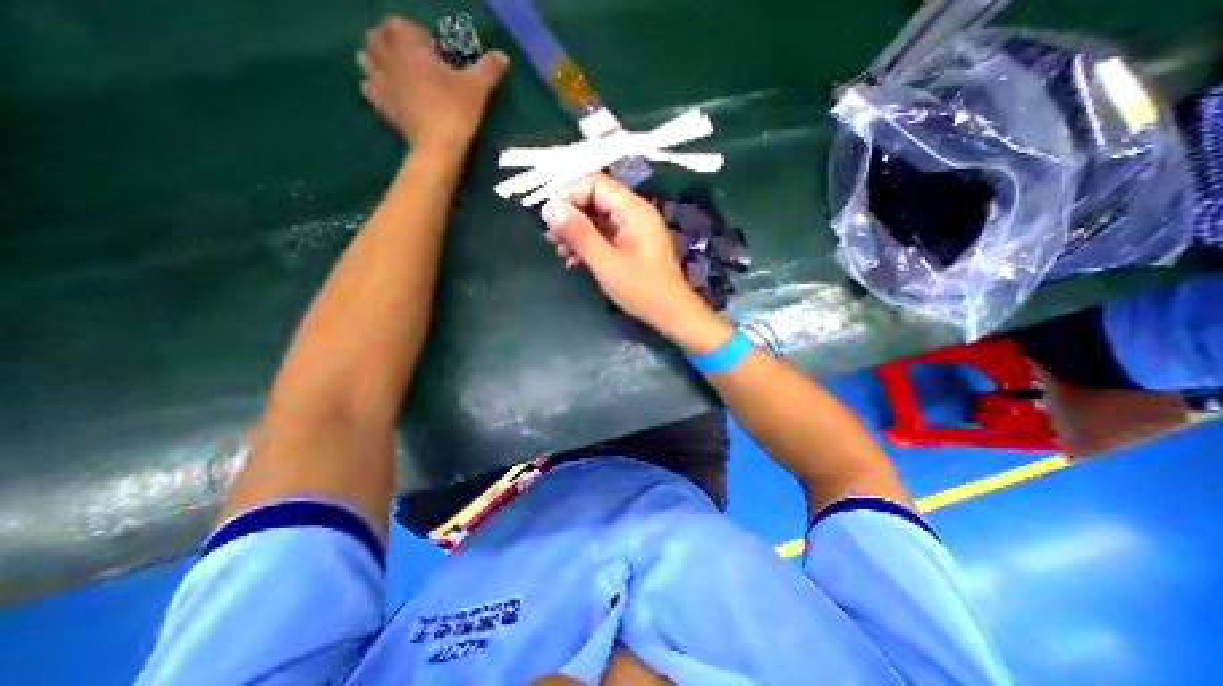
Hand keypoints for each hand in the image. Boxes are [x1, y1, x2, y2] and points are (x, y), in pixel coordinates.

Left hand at [357, 14, 508, 155]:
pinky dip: (375, 86)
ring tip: (400, 74)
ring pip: (366, 59)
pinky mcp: (380, 105)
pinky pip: (368, 87)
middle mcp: (387, 58)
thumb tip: (504, 56)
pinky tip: (392, 94)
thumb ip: (489, 69)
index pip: (398, 24)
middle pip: (376, 37)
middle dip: (392, 43)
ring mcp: (380, 82)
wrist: (438, 147)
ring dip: (378, 60)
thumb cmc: (456, 111)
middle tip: (415, 60)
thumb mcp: (477, 88)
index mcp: (407, 46)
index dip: (415, 34)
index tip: (434, 52)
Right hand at [540, 175, 728, 353]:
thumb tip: (549, 209)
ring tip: (559, 252)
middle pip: (595, 199)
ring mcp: (634, 230)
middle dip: (570, 215)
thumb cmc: (642, 290)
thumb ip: (578, 234)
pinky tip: (573, 260)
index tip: (548, 218)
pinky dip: (587, 244)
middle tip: (551, 238)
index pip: (594, 183)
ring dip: (576, 232)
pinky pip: (604, 235)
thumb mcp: (606, 263)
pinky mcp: (631, 246)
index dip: (568, 195)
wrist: (671, 314)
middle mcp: (634, 213)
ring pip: (597, 218)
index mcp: (633, 210)